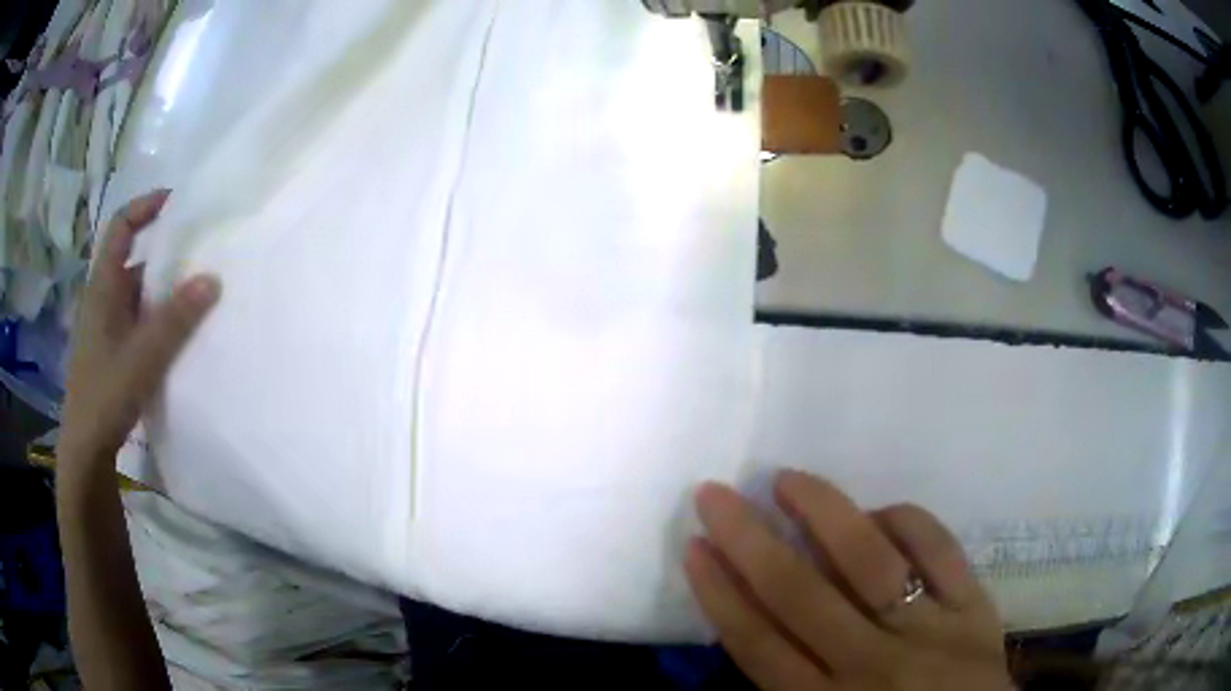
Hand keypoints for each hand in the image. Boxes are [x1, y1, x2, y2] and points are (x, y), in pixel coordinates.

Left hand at [58, 190, 220, 477]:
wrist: (85, 449)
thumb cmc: (105, 395)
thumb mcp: (142, 357)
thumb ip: (175, 319)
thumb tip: (212, 277)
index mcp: (103, 286)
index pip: (121, 225)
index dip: (146, 205)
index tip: (177, 202)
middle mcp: (102, 298)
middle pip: (133, 259)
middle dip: (163, 253)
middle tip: (198, 255)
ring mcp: (105, 327)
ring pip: (135, 294)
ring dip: (161, 290)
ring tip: (194, 296)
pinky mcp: (110, 351)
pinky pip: (136, 320)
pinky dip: (155, 318)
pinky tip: (174, 336)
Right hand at [686, 471, 1013, 689]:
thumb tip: (753, 631)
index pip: (757, 642)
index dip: (720, 592)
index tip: (695, 546)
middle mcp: (870, 663)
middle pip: (799, 595)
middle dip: (749, 541)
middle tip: (716, 494)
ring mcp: (929, 630)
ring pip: (870, 561)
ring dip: (824, 514)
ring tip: (788, 480)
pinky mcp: (974, 608)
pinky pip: (940, 551)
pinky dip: (907, 522)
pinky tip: (880, 512)